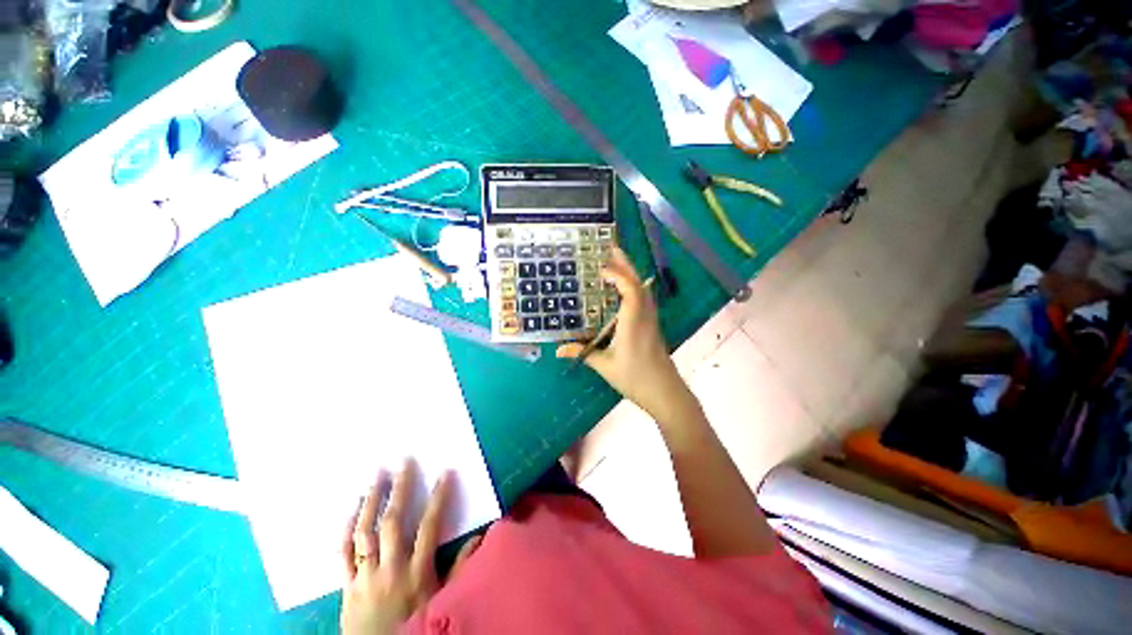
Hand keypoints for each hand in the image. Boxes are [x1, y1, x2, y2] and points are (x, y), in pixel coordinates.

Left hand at [340, 462, 480, 634]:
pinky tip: (353, 508)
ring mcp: (366, 576)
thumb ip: (461, 569)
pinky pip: (344, 552)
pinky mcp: (347, 585)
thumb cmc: (415, 627)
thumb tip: (480, 536)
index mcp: (417, 572)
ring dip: (371, 501)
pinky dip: (347, 528)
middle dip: (400, 489)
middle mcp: (390, 569)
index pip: (430, 526)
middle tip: (403, 462)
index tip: (445, 473)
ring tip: (376, 476)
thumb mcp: (443, 601)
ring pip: (365, 532)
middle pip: (393, 522)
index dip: (439, 497)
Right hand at [557, 248, 698, 421]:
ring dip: (629, 273)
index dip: (617, 275)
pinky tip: (623, 287)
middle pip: (638, 283)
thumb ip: (582, 353)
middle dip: (625, 264)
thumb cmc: (635, 378)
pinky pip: (643, 297)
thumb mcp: (605, 366)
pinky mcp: (652, 325)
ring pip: (642, 289)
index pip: (630, 290)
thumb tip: (558, 349)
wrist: (664, 392)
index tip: (601, 268)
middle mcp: (644, 316)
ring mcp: (650, 319)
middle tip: (611, 248)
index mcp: (633, 323)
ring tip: (615, 261)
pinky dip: (632, 285)